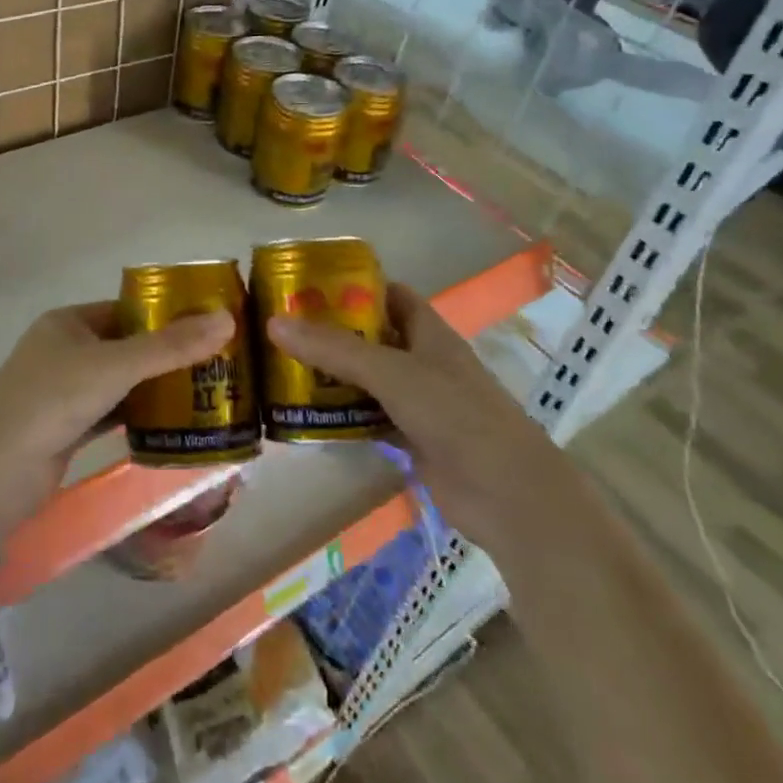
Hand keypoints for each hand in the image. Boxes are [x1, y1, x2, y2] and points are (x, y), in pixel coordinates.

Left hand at [0, 303, 234, 539]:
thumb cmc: (51, 399)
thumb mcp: (113, 366)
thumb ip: (169, 347)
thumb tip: (227, 319)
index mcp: (68, 322)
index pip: (127, 308)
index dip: (167, 314)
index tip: (212, 324)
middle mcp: (66, 350)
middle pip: (128, 345)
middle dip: (169, 353)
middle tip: (220, 361)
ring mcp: (66, 391)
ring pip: (123, 381)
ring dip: (158, 386)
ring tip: (210, 389)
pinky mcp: (69, 427)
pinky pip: (115, 412)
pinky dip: (141, 415)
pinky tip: (178, 421)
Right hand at [265, 281, 574, 549]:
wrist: (509, 497)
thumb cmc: (456, 416)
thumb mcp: (392, 373)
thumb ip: (334, 349)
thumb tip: (273, 321)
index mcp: (430, 333)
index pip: (391, 294)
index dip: (355, 286)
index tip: (308, 285)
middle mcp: (425, 362)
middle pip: (374, 337)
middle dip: (333, 331)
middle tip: (283, 328)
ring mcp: (421, 403)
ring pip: (369, 379)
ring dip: (334, 375)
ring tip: (284, 367)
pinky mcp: (414, 440)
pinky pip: (371, 418)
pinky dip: (344, 415)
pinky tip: (309, 415)